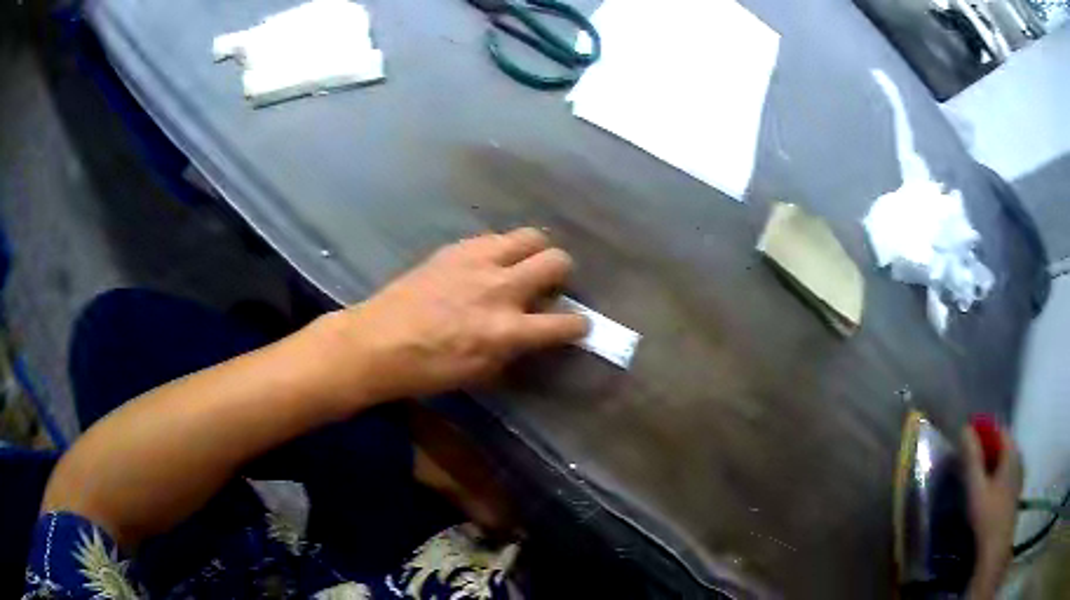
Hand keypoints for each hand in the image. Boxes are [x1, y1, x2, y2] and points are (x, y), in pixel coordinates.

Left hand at [313, 228, 588, 404]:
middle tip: (549, 285)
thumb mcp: (479, 373)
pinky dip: (502, 249)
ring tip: (523, 265)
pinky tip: (488, 263)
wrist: (378, 342)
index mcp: (506, 330)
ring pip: (530, 237)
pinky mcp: (456, 248)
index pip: (565, 323)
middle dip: (562, 273)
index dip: (578, 325)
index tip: (577, 325)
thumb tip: (531, 335)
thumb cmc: (427, 369)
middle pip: (556, 261)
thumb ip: (513, 350)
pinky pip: (494, 238)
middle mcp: (500, 289)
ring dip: (536, 251)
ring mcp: (478, 262)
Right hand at [962, 422, 1021, 598]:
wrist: (995, 547)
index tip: (967, 440)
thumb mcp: (976, 487)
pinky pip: (1004, 475)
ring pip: (1003, 462)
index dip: (984, 431)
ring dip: (990, 463)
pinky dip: (994, 476)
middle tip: (967, 459)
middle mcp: (1018, 459)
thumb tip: (965, 428)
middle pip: (1002, 446)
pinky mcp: (1014, 492)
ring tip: (973, 475)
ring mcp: (1018, 476)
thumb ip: (972, 459)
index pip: (999, 430)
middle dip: (986, 449)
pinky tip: (984, 491)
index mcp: (1012, 452)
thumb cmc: (987, 515)